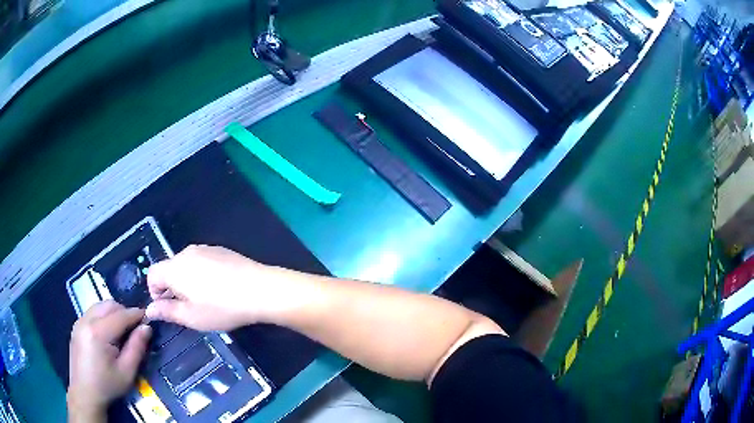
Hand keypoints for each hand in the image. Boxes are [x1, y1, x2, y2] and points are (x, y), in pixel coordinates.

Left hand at [68, 301, 150, 420]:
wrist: (84, 393)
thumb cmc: (107, 385)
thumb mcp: (127, 372)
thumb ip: (136, 348)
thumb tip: (146, 327)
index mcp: (98, 332)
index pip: (121, 315)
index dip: (136, 314)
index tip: (148, 317)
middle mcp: (86, 320)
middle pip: (108, 304)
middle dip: (124, 311)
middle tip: (135, 326)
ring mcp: (79, 321)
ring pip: (100, 306)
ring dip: (113, 312)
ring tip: (122, 330)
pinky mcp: (76, 326)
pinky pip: (92, 312)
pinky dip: (103, 316)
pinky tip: (108, 333)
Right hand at [145, 245, 297, 330]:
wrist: (260, 290)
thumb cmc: (222, 307)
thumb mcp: (191, 317)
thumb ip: (167, 312)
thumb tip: (149, 310)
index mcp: (175, 268)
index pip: (152, 274)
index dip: (154, 292)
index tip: (167, 308)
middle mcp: (187, 253)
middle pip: (169, 268)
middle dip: (171, 288)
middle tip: (187, 308)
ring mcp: (205, 249)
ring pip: (186, 265)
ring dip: (187, 281)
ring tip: (204, 300)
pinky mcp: (221, 250)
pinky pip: (202, 261)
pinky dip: (202, 274)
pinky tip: (218, 289)